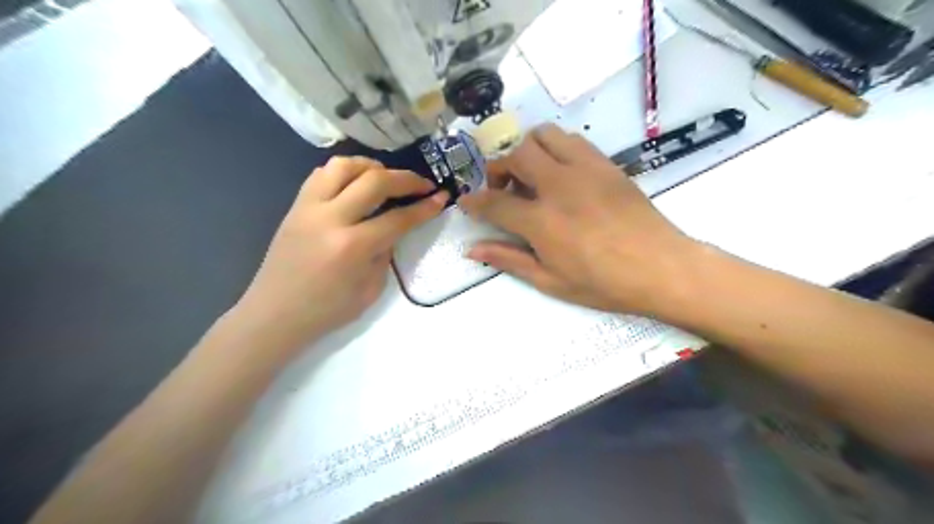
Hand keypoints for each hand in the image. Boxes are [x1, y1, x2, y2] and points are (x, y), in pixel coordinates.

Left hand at [228, 156, 442, 355]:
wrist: (275, 314)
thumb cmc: (327, 310)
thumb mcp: (370, 289)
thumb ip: (385, 253)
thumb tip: (392, 228)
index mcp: (352, 247)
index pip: (398, 218)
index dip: (424, 207)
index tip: (441, 197)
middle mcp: (330, 218)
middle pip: (375, 181)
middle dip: (406, 178)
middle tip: (423, 183)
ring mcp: (308, 208)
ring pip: (344, 166)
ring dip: (372, 166)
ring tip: (387, 177)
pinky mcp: (296, 206)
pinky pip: (321, 174)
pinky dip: (345, 172)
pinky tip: (356, 184)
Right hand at [457, 126, 696, 314]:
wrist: (660, 267)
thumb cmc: (603, 283)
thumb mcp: (550, 280)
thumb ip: (509, 260)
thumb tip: (472, 249)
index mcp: (541, 221)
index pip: (494, 202)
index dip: (474, 201)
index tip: (465, 201)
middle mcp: (558, 186)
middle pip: (514, 155)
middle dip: (498, 168)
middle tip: (503, 189)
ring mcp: (584, 169)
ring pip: (543, 135)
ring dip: (527, 150)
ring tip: (531, 176)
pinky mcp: (605, 164)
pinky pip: (572, 140)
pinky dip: (555, 149)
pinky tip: (561, 174)